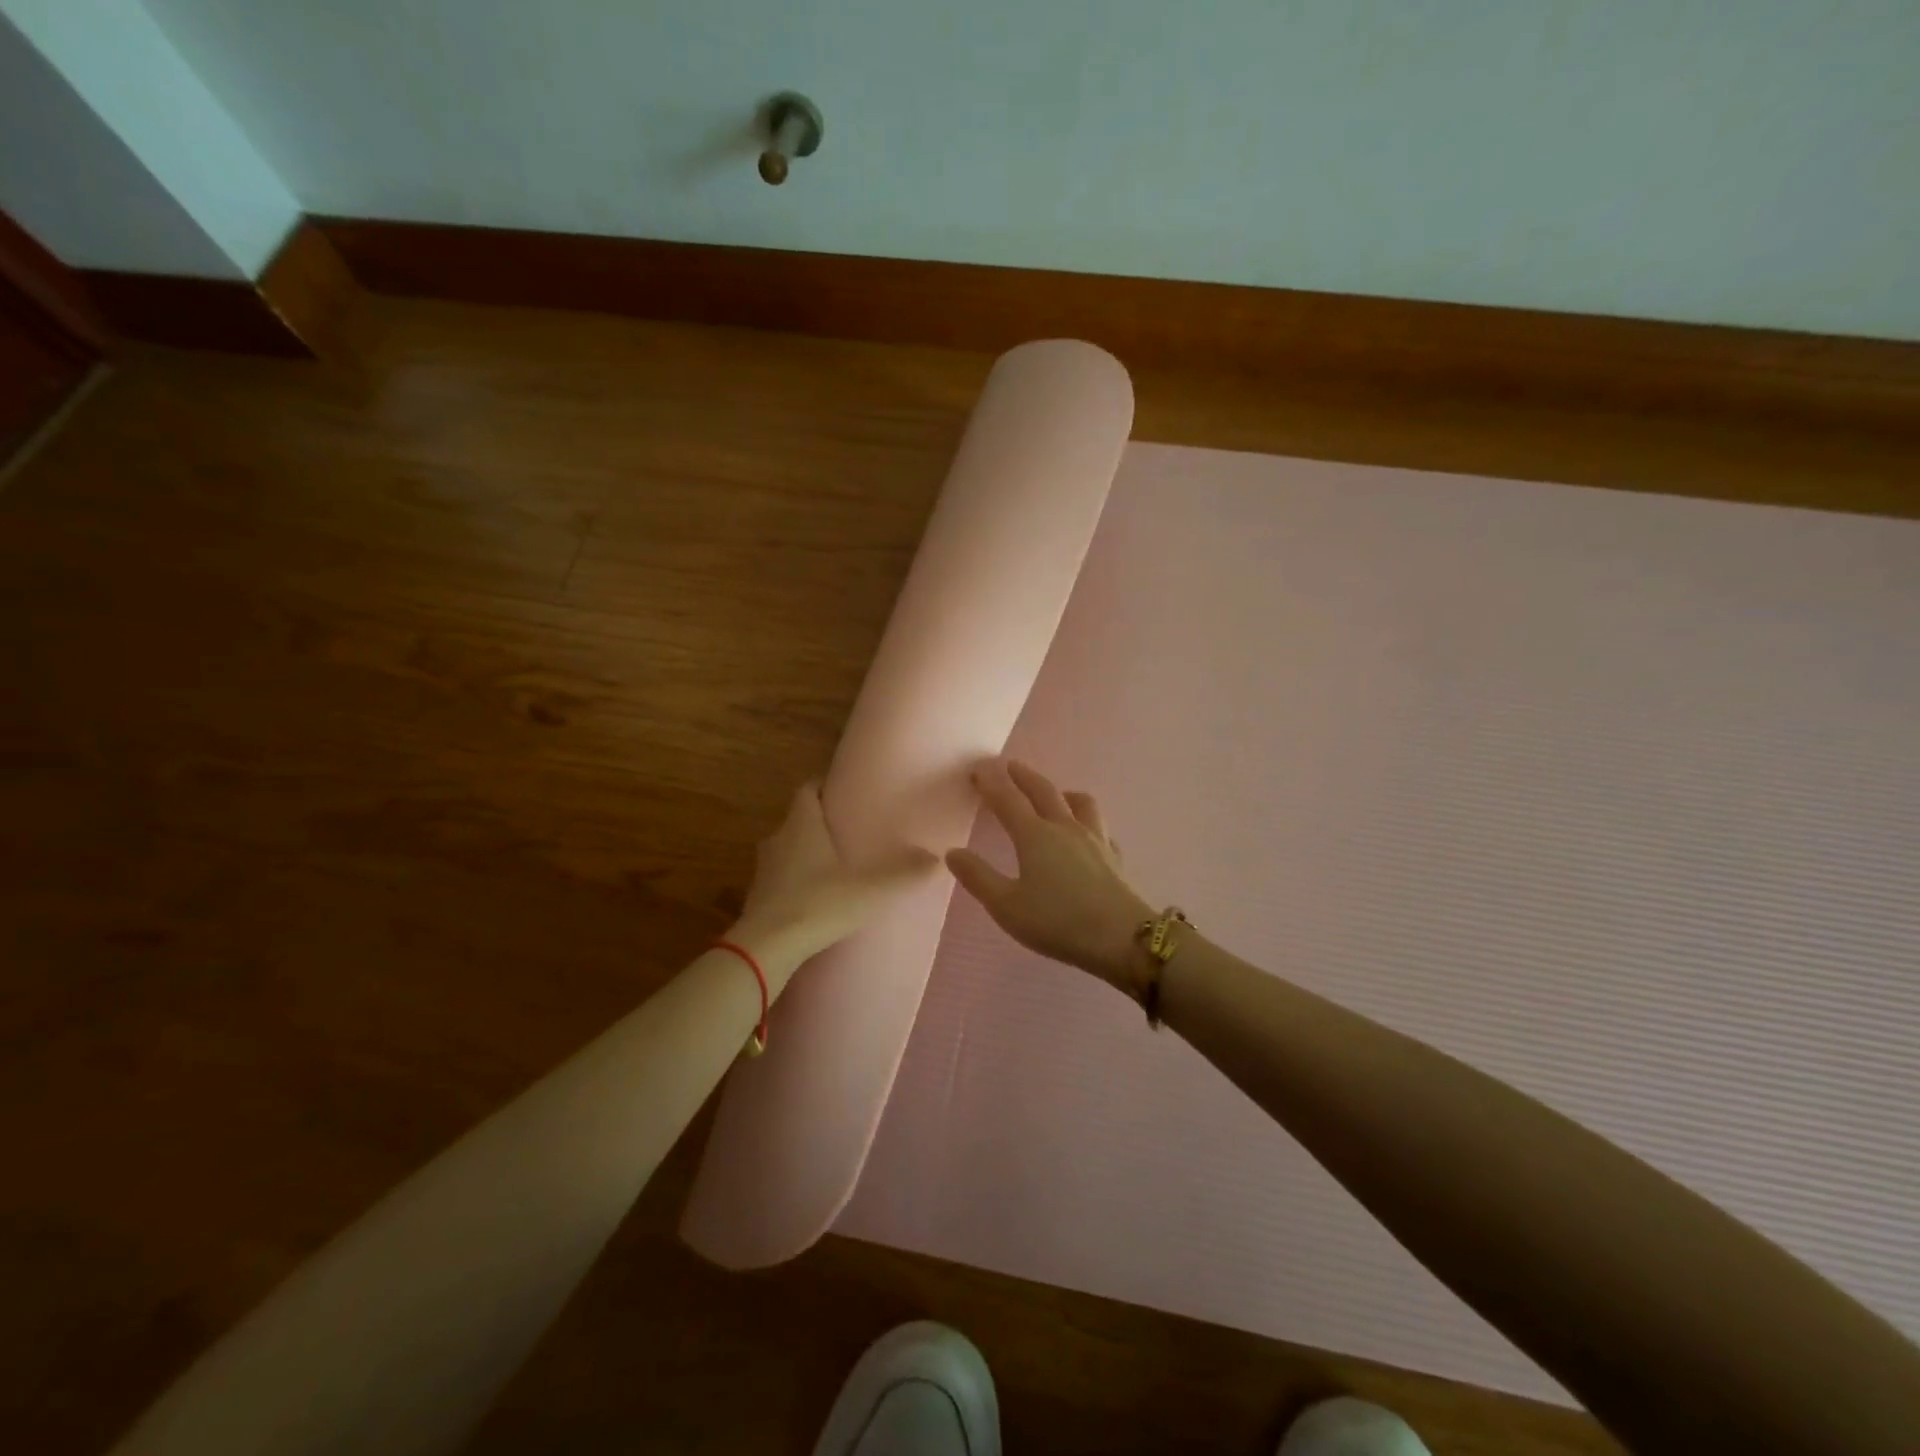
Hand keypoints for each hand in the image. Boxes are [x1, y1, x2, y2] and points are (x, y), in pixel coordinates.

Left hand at [730, 783, 937, 980]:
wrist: (766, 948)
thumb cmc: (818, 904)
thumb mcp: (870, 889)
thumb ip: (904, 873)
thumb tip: (937, 858)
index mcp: (802, 824)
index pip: (807, 789)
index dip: (824, 786)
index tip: (845, 792)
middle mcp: (778, 838)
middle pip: (798, 819)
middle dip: (821, 822)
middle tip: (849, 831)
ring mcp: (763, 869)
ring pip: (788, 849)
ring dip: (807, 853)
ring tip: (837, 864)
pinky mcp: (757, 897)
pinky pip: (780, 877)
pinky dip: (797, 880)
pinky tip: (817, 896)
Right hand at [947, 759, 1156, 990]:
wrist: (1121, 938)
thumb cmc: (1057, 922)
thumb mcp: (1007, 906)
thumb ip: (978, 877)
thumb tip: (953, 852)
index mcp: (1034, 835)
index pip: (1008, 799)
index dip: (991, 781)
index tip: (978, 767)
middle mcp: (1065, 828)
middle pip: (1043, 791)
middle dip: (1023, 776)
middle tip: (1009, 766)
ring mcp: (1095, 840)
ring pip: (1079, 803)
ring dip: (1061, 792)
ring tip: (1054, 793)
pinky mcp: (1114, 857)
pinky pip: (1100, 829)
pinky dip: (1088, 823)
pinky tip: (1087, 834)